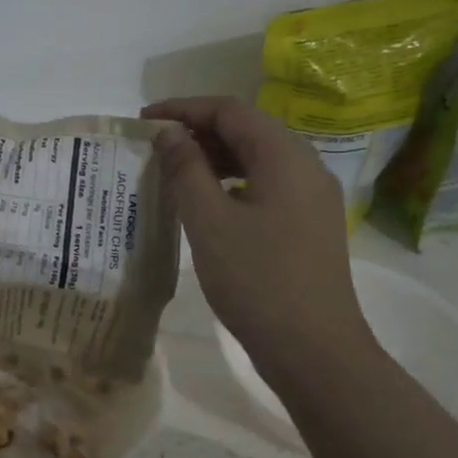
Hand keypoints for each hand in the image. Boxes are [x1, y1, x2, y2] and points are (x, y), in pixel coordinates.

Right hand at [141, 97, 378, 390]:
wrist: (314, 348)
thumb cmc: (257, 281)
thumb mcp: (209, 223)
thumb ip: (186, 171)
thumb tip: (170, 134)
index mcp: (285, 156)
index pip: (230, 111)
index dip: (184, 108)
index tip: (144, 120)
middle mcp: (306, 166)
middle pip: (249, 130)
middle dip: (199, 130)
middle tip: (156, 147)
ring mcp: (313, 198)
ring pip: (259, 159)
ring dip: (216, 158)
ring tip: (175, 172)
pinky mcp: (310, 225)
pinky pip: (268, 186)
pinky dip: (234, 183)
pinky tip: (209, 204)